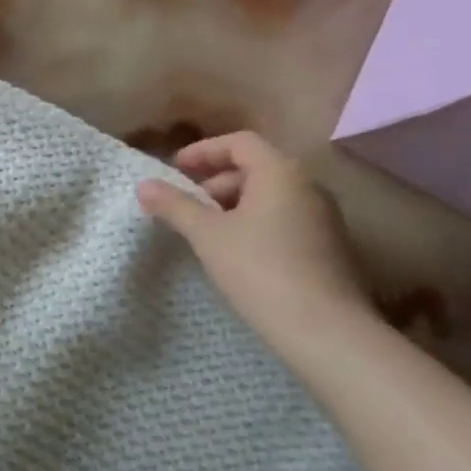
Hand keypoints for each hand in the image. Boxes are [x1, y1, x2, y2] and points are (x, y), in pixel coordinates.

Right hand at [136, 131, 371, 342]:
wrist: (322, 328)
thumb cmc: (259, 269)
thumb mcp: (207, 235)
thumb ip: (175, 206)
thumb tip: (144, 185)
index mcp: (281, 173)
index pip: (240, 142)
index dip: (203, 151)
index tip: (175, 170)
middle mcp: (307, 186)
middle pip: (255, 167)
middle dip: (215, 181)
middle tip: (185, 205)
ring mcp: (322, 216)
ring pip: (269, 195)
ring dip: (232, 204)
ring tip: (204, 231)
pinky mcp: (326, 245)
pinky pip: (282, 218)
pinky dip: (253, 222)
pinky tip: (233, 252)